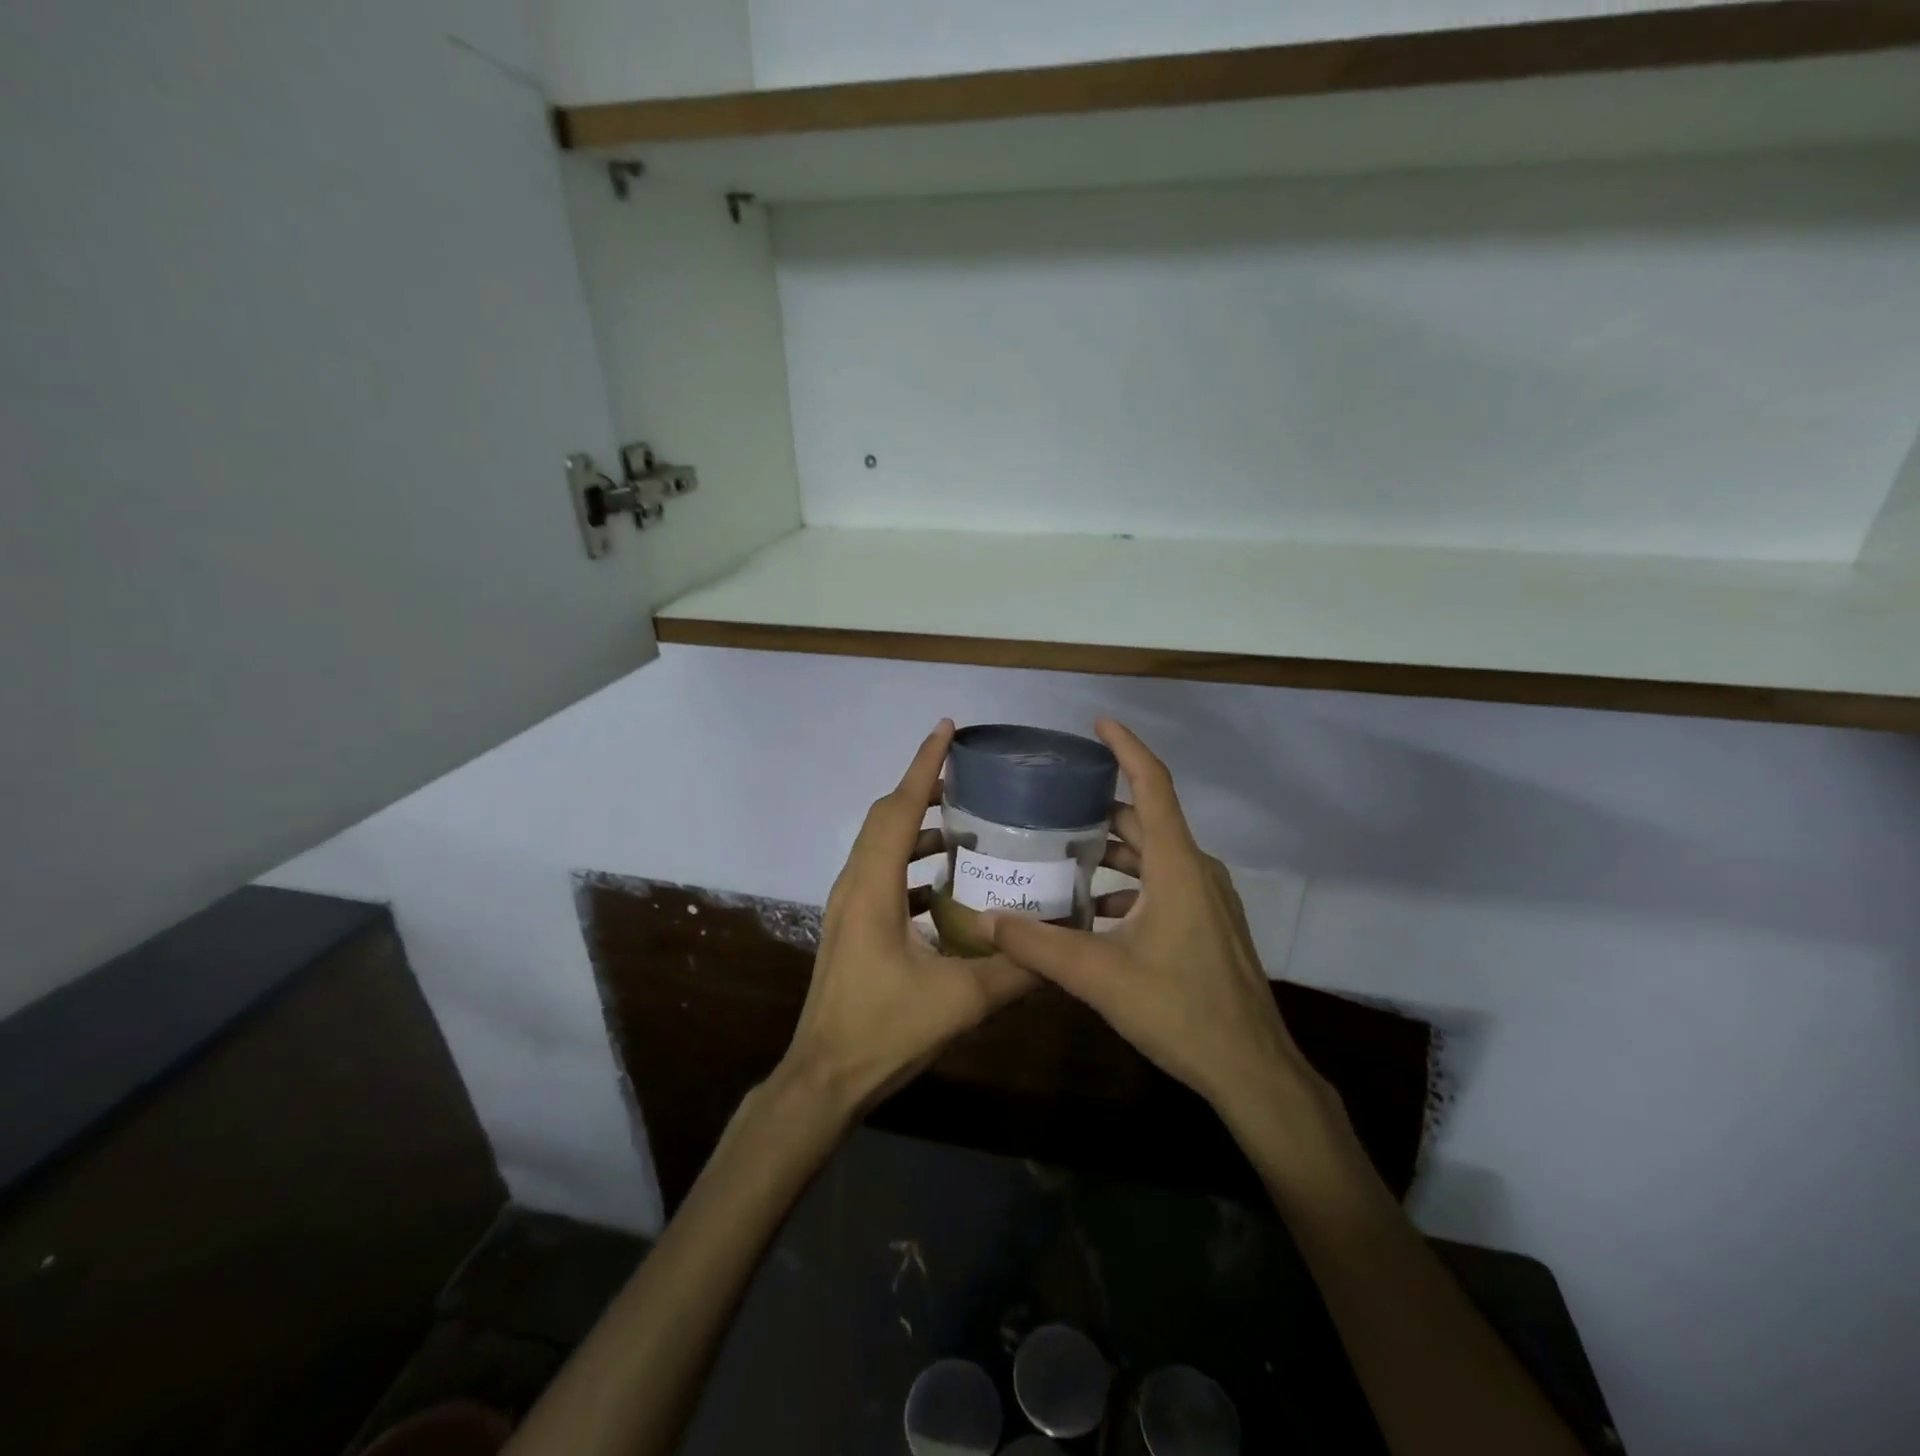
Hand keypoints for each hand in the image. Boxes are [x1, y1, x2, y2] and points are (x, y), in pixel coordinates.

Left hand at [781, 720, 1035, 1116]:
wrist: (824, 1078)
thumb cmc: (883, 1032)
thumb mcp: (959, 1001)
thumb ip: (1015, 971)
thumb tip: (1062, 946)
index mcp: (873, 888)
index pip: (898, 809)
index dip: (924, 766)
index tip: (946, 729)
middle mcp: (854, 885)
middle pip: (886, 818)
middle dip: (924, 789)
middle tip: (969, 778)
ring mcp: (848, 906)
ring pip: (882, 845)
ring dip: (918, 827)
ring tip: (965, 825)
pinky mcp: (852, 926)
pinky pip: (882, 874)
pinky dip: (913, 863)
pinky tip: (947, 883)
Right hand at [985, 720, 1331, 1119]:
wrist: (1252, 1070)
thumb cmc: (1181, 1011)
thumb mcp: (1100, 977)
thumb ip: (1038, 945)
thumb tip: (984, 920)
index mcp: (1177, 865)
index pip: (1153, 785)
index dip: (1126, 748)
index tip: (1097, 724)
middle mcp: (1196, 870)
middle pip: (1147, 820)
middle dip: (1101, 807)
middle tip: (1052, 804)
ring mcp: (1207, 899)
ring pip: (1154, 855)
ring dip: (1112, 851)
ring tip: (1062, 853)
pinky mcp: (1209, 924)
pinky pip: (1164, 883)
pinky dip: (1128, 882)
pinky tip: (1093, 909)